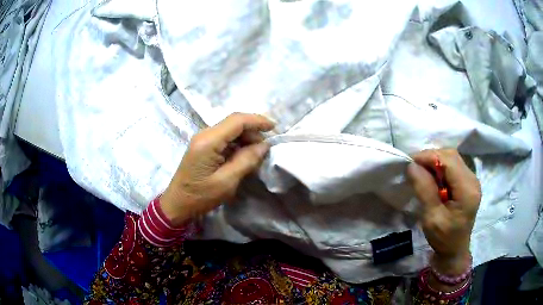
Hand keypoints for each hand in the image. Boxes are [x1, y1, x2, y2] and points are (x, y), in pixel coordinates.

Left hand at [160, 113, 274, 225]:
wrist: (177, 204)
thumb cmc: (200, 196)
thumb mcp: (226, 182)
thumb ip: (246, 161)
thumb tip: (263, 145)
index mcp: (208, 141)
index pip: (237, 121)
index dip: (257, 121)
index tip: (275, 128)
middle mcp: (204, 134)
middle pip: (233, 123)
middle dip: (253, 131)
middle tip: (265, 148)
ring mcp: (202, 139)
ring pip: (230, 129)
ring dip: (246, 137)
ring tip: (256, 153)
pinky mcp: (203, 146)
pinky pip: (224, 138)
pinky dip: (237, 143)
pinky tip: (244, 155)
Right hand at [407, 149, 480, 275]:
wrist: (454, 250)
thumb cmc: (443, 238)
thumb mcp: (432, 218)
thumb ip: (424, 190)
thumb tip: (412, 166)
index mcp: (467, 190)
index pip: (449, 160)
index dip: (429, 156)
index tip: (410, 162)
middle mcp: (473, 180)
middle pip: (451, 156)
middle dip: (431, 157)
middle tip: (415, 168)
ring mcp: (472, 180)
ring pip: (452, 158)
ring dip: (435, 161)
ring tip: (422, 172)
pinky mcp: (468, 182)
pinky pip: (453, 166)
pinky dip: (441, 167)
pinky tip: (433, 178)